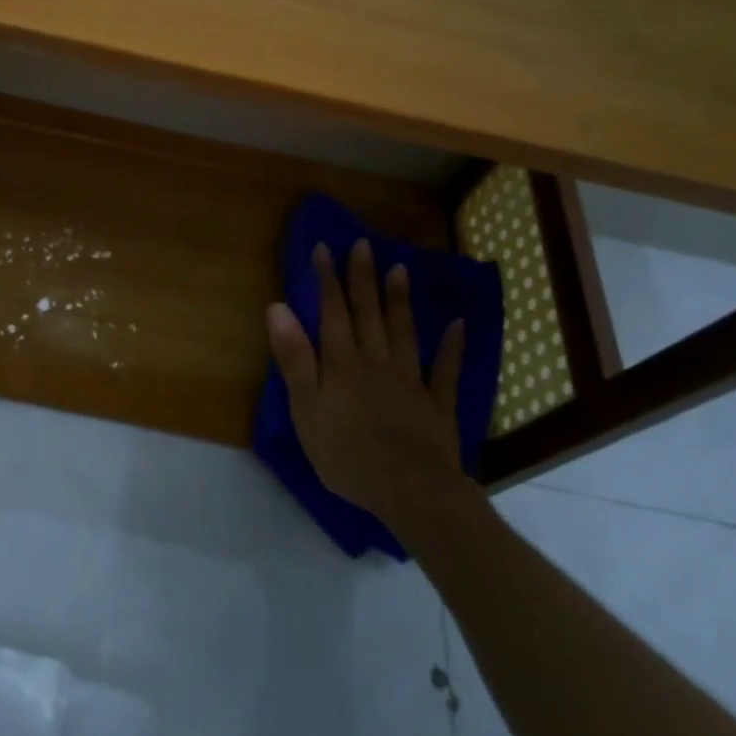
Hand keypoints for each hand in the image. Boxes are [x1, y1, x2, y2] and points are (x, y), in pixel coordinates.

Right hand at [266, 238, 472, 531]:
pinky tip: (457, 325)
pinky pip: (445, 370)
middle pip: (368, 314)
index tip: (324, 247)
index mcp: (342, 363)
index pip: (332, 313)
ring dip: (400, 300)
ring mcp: (410, 381)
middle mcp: (376, 362)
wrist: (410, 491)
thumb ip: (293, 357)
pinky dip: (451, 346)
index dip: (327, 279)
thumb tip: (278, 307)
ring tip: (400, 269)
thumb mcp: (305, 408)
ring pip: (404, 332)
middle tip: (364, 245)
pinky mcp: (437, 405)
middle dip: (363, 278)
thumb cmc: (346, 453)